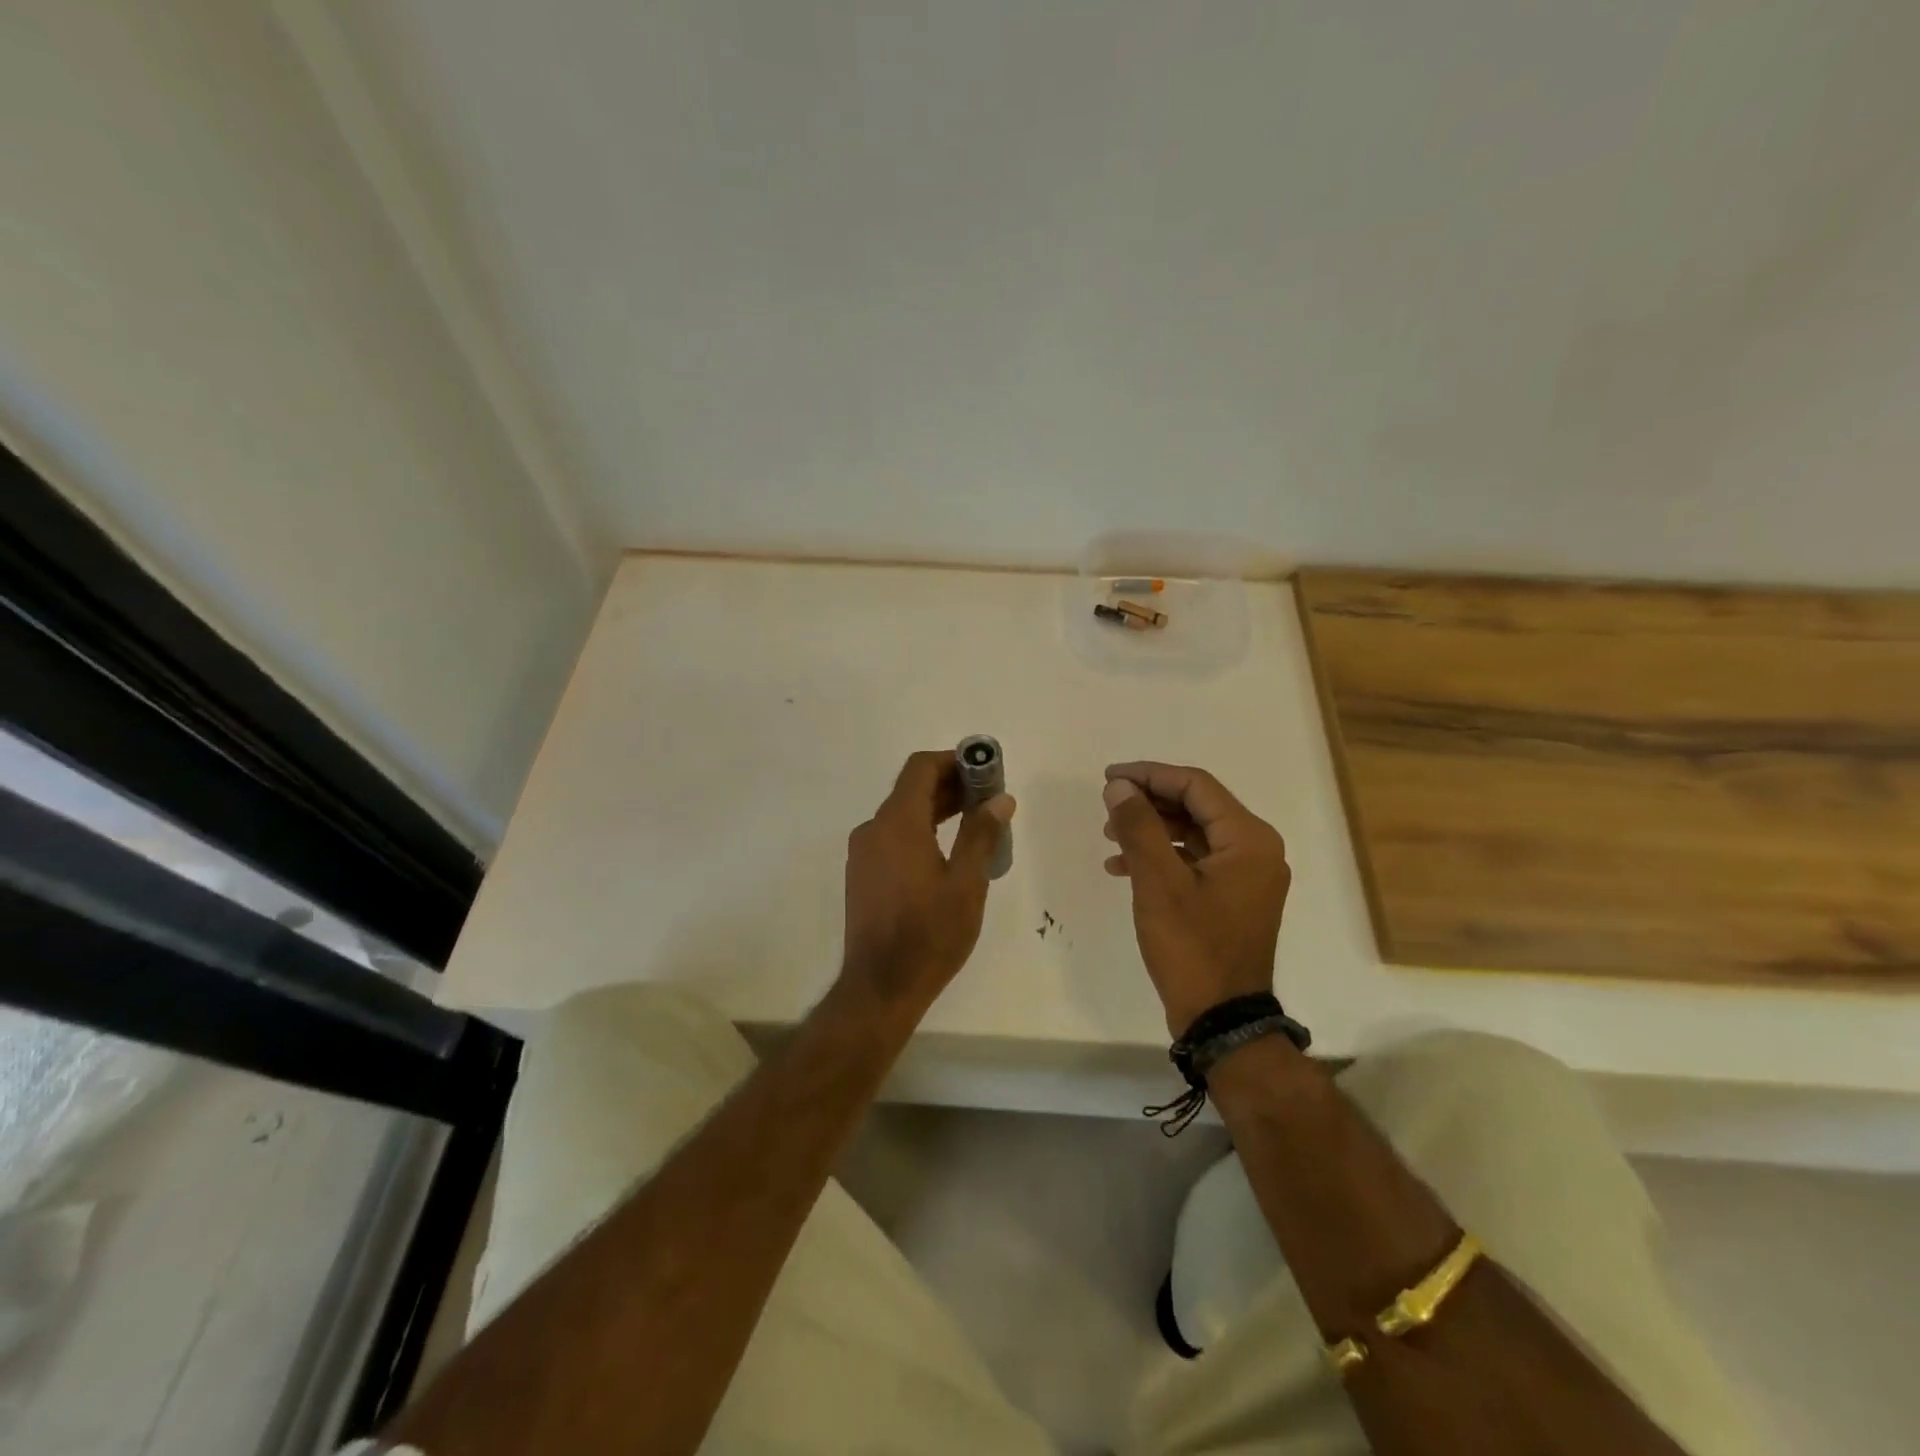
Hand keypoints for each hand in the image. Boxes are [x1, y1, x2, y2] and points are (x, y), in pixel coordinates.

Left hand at [840, 750, 1015, 1014]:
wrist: (880, 987)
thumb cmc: (929, 934)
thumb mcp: (966, 884)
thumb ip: (981, 835)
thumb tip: (1000, 799)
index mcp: (897, 824)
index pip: (921, 768)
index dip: (954, 761)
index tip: (985, 771)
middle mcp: (873, 829)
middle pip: (911, 789)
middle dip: (951, 785)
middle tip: (989, 798)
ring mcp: (863, 852)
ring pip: (902, 814)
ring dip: (937, 809)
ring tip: (976, 822)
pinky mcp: (862, 874)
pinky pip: (893, 836)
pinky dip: (920, 830)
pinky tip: (947, 852)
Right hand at [1101, 762, 1290, 1036]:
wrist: (1221, 1019)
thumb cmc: (1192, 946)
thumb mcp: (1158, 882)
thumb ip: (1138, 826)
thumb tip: (1119, 787)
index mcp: (1249, 839)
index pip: (1196, 786)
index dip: (1149, 775)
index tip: (1109, 777)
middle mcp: (1255, 850)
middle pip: (1196, 807)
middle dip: (1148, 803)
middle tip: (1107, 806)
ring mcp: (1246, 876)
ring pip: (1192, 833)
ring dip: (1150, 830)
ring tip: (1109, 837)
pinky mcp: (1232, 897)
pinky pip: (1194, 861)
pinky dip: (1161, 857)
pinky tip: (1124, 868)